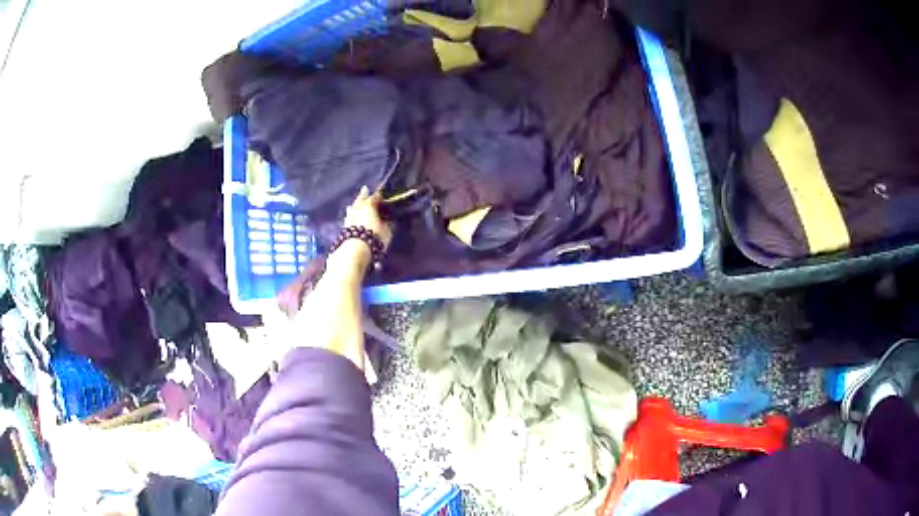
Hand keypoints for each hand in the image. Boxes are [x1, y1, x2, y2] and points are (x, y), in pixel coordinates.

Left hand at [344, 186, 392, 248]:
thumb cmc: (374, 236)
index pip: (376, 197)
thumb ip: (387, 223)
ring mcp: (350, 217)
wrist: (356, 250)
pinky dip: (350, 216)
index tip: (383, 193)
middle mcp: (358, 208)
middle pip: (360, 199)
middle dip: (363, 195)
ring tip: (353, 204)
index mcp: (369, 205)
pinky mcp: (344, 227)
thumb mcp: (387, 230)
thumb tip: (388, 219)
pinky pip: (348, 218)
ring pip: (352, 208)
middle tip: (364, 188)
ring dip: (354, 205)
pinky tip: (349, 217)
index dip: (380, 195)